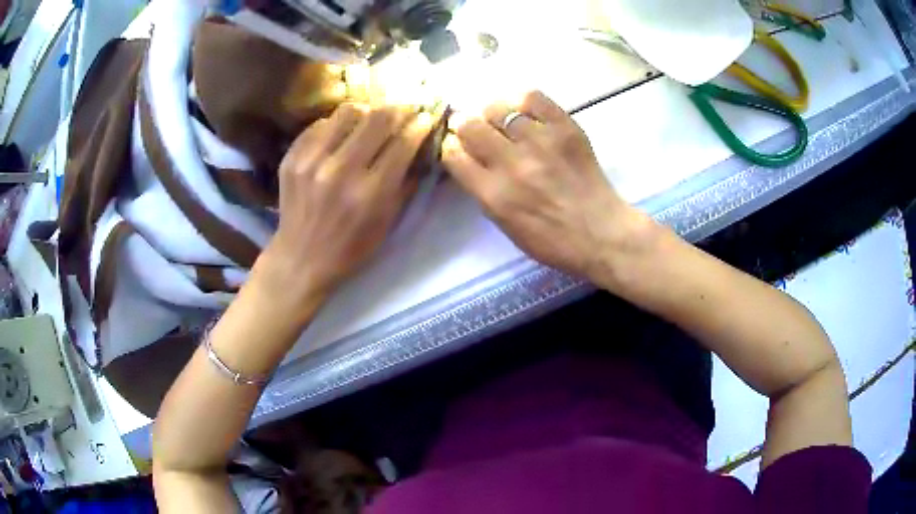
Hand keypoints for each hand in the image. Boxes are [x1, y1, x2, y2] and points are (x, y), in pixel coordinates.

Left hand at [256, 103, 436, 310]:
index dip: (420, 125)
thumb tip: (420, 146)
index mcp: (370, 193)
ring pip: (348, 111)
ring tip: (369, 122)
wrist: (301, 258)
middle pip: (378, 117)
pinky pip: (321, 124)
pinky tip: (340, 138)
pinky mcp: (292, 158)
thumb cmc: (351, 247)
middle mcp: (340, 171)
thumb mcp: (387, 222)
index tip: (425, 118)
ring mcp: (311, 161)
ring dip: (366, 113)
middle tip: (402, 113)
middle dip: (398, 110)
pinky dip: (337, 126)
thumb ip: (405, 182)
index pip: (403, 142)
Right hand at [442, 91, 651, 280]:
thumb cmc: (552, 240)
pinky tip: (525, 113)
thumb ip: (482, 190)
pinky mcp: (565, 128)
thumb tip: (468, 157)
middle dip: (465, 126)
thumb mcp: (505, 225)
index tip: (459, 146)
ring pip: (497, 108)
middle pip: (469, 125)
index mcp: (493, 195)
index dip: (451, 147)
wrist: (601, 233)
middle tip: (476, 130)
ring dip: (494, 114)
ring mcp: (540, 142)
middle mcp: (511, 164)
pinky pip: (532, 98)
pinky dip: (522, 102)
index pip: (452, 154)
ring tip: (504, 123)